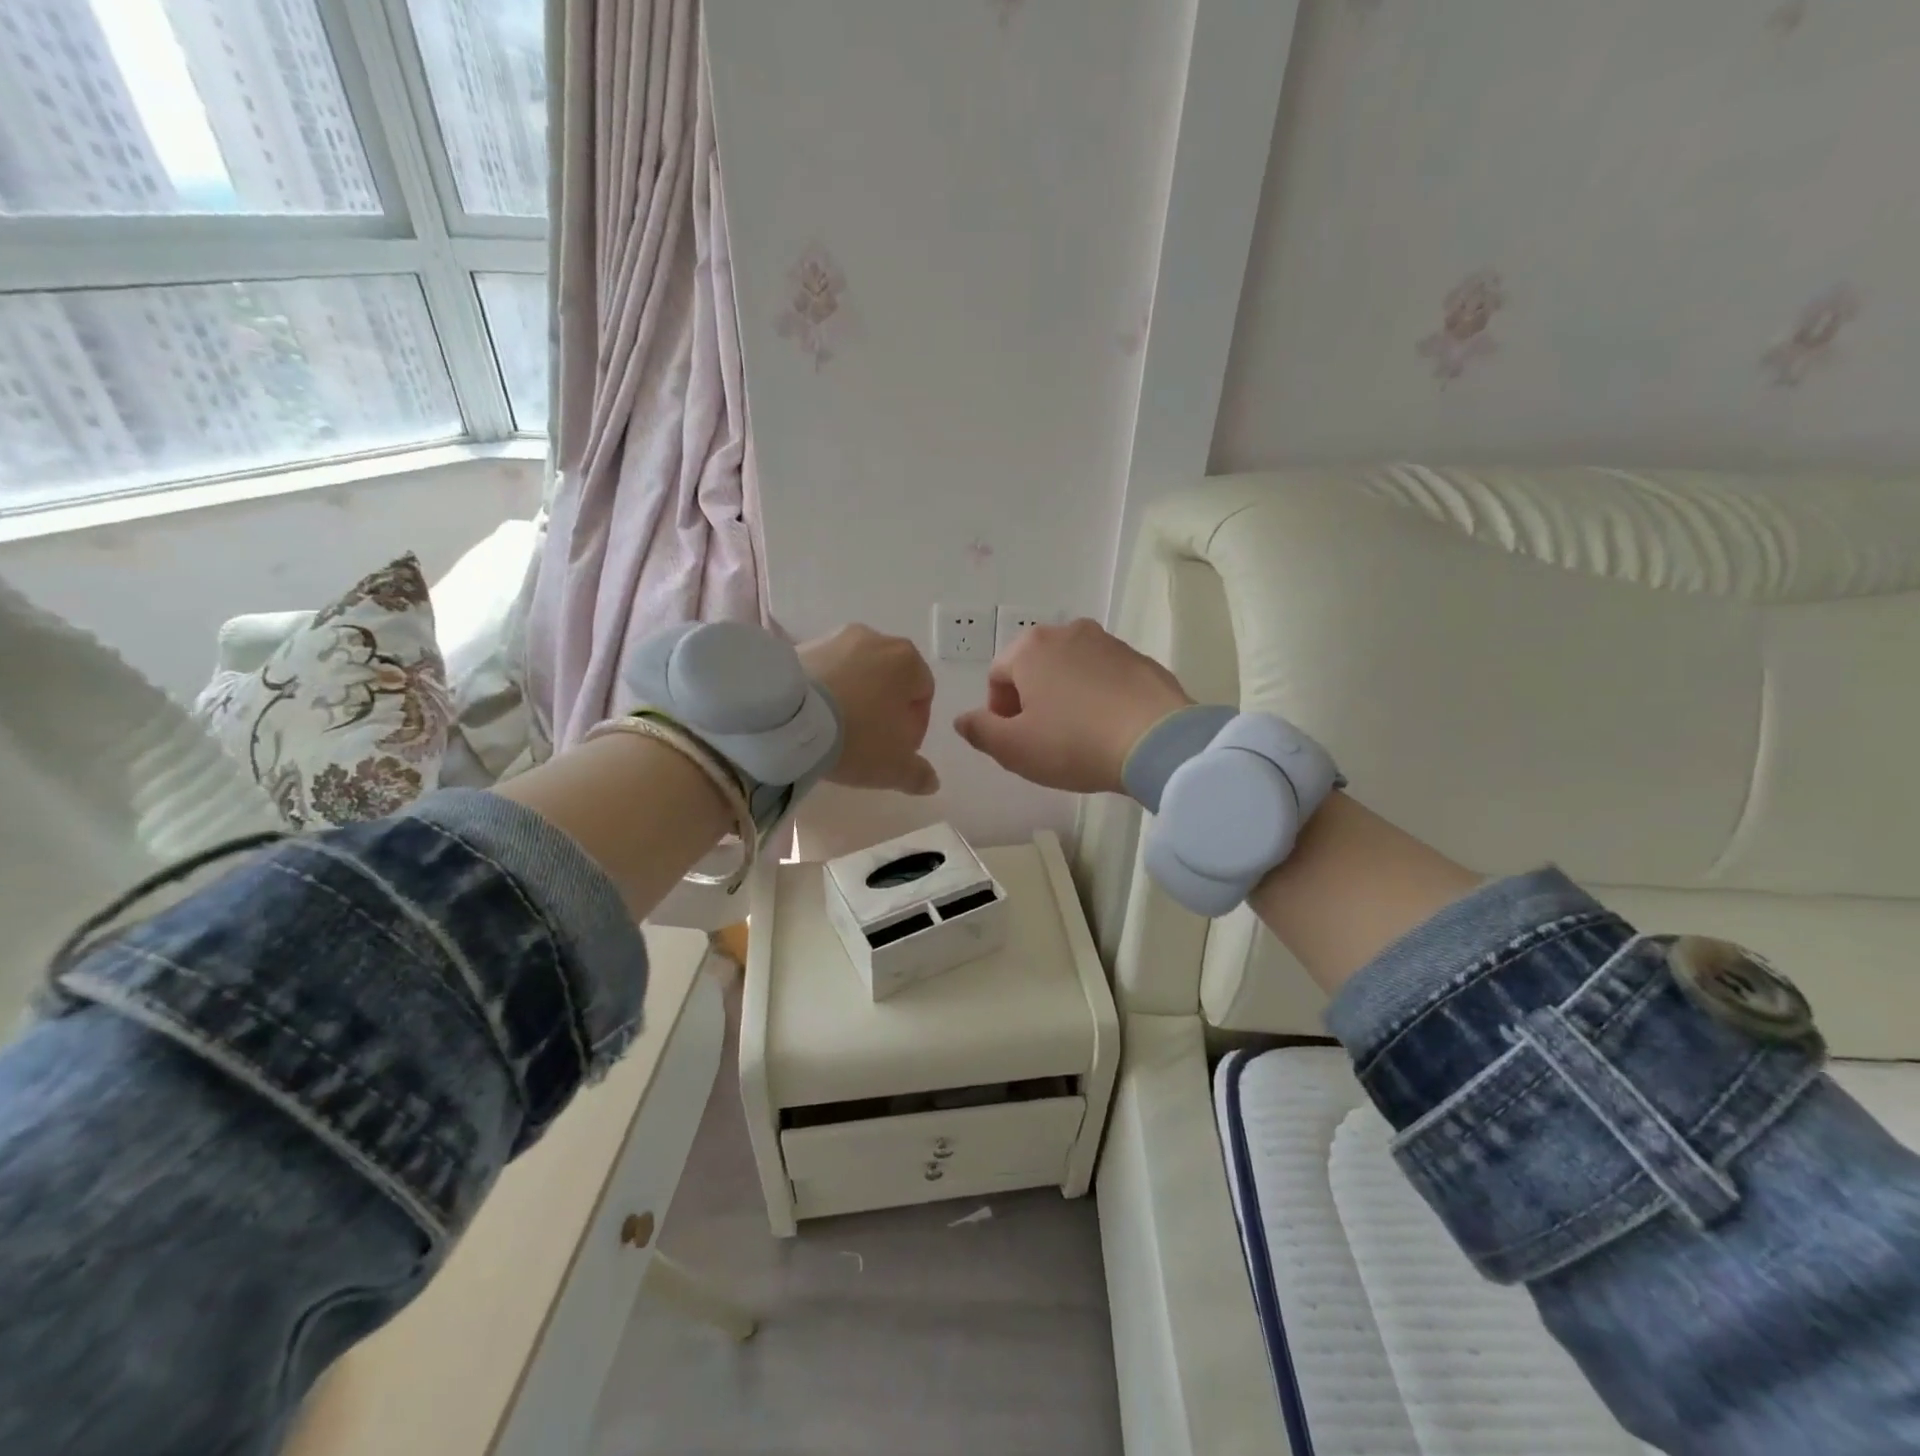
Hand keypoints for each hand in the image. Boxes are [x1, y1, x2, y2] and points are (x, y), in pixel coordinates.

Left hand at [799, 624, 939, 795]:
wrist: (787, 717)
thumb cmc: (856, 736)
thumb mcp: (894, 767)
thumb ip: (918, 774)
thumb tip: (931, 781)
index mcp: (907, 660)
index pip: (923, 693)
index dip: (915, 726)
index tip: (898, 750)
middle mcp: (875, 638)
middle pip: (890, 679)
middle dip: (884, 709)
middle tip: (870, 742)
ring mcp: (835, 638)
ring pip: (856, 674)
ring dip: (855, 698)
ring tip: (838, 731)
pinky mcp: (801, 647)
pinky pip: (825, 672)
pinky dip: (826, 691)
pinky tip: (816, 718)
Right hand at [954, 618, 1191, 793]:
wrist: (1157, 741)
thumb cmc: (1074, 743)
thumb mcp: (1015, 748)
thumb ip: (980, 731)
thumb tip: (963, 720)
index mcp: (1030, 648)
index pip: (997, 677)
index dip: (999, 714)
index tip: (1015, 742)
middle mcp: (1067, 632)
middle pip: (1034, 669)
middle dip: (1031, 702)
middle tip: (1043, 740)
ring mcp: (1107, 642)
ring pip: (1070, 670)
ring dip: (1065, 697)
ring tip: (1078, 736)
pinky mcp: (1139, 658)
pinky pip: (1104, 677)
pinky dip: (1097, 697)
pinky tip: (1107, 728)